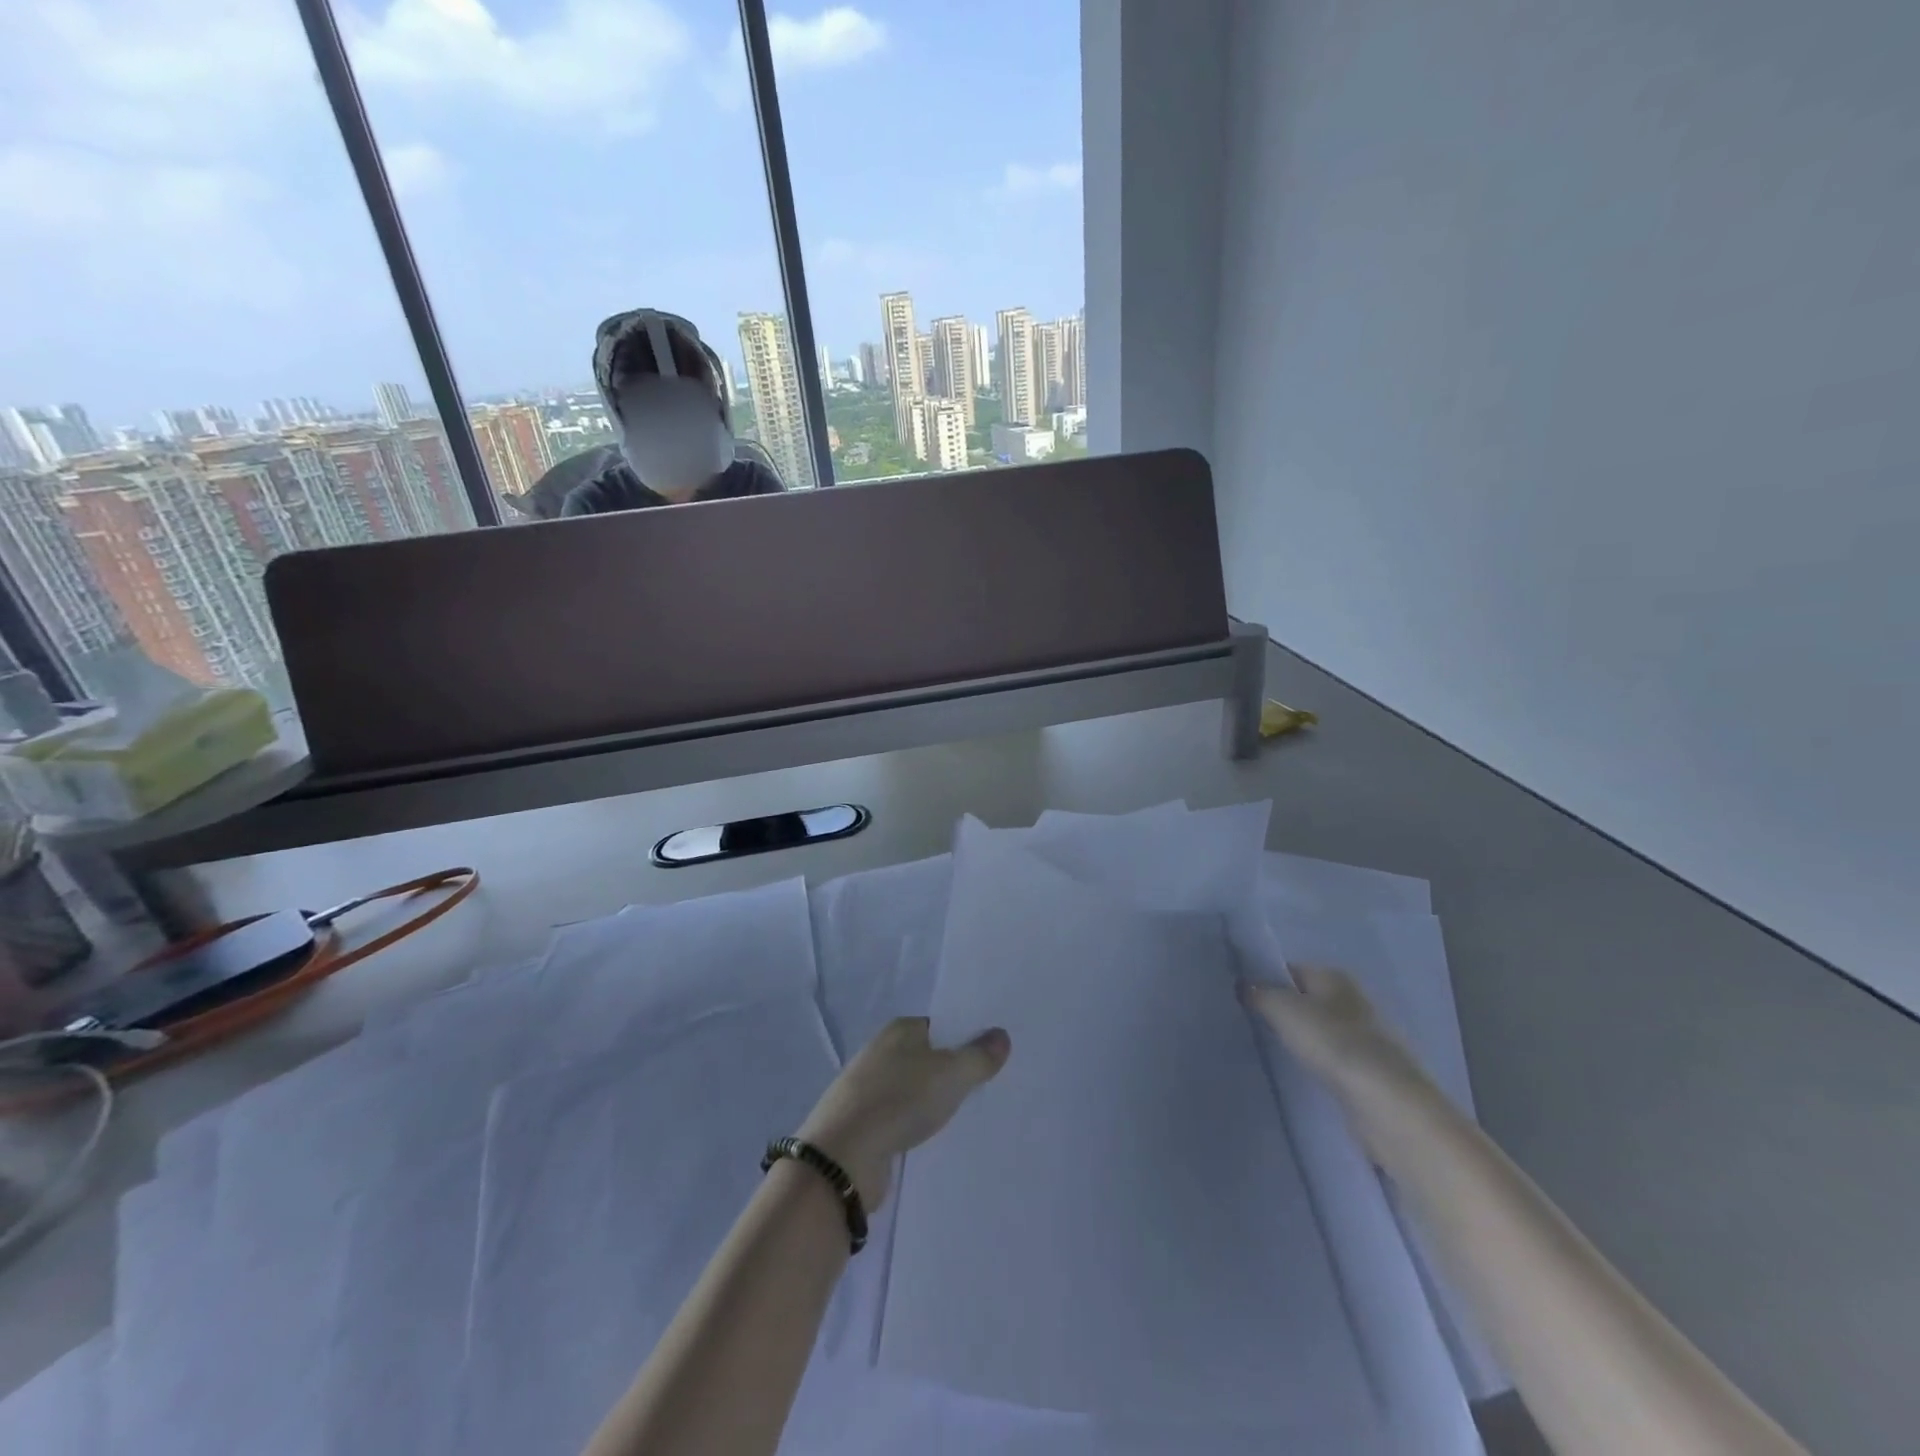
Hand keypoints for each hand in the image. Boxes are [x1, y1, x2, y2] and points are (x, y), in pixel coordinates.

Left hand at [796, 1018, 1010, 1210]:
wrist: (843, 1157)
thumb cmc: (899, 1100)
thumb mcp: (951, 1074)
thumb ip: (978, 1056)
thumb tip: (1001, 1035)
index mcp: (900, 1030)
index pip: (941, 1026)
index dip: (967, 1038)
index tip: (993, 1056)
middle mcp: (881, 1052)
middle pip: (928, 1058)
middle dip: (954, 1072)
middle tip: (990, 1088)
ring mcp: (868, 1090)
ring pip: (914, 1091)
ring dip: (935, 1103)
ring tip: (970, 1118)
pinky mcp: (863, 1125)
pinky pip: (901, 1119)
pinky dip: (918, 1127)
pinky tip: (937, 1141)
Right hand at [1239, 964, 1435, 1159]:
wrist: (1386, 1102)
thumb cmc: (1332, 1042)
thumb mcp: (1282, 1009)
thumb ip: (1259, 993)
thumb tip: (1243, 985)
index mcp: (1334, 977)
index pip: (1290, 970)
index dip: (1265, 980)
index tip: (1241, 998)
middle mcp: (1352, 1000)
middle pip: (1306, 999)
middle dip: (1281, 1010)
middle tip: (1249, 1023)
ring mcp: (1364, 1036)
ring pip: (1318, 1030)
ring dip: (1298, 1038)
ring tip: (1269, 1049)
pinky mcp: (1368, 1070)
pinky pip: (1330, 1057)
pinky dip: (1315, 1062)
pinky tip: (1299, 1073)